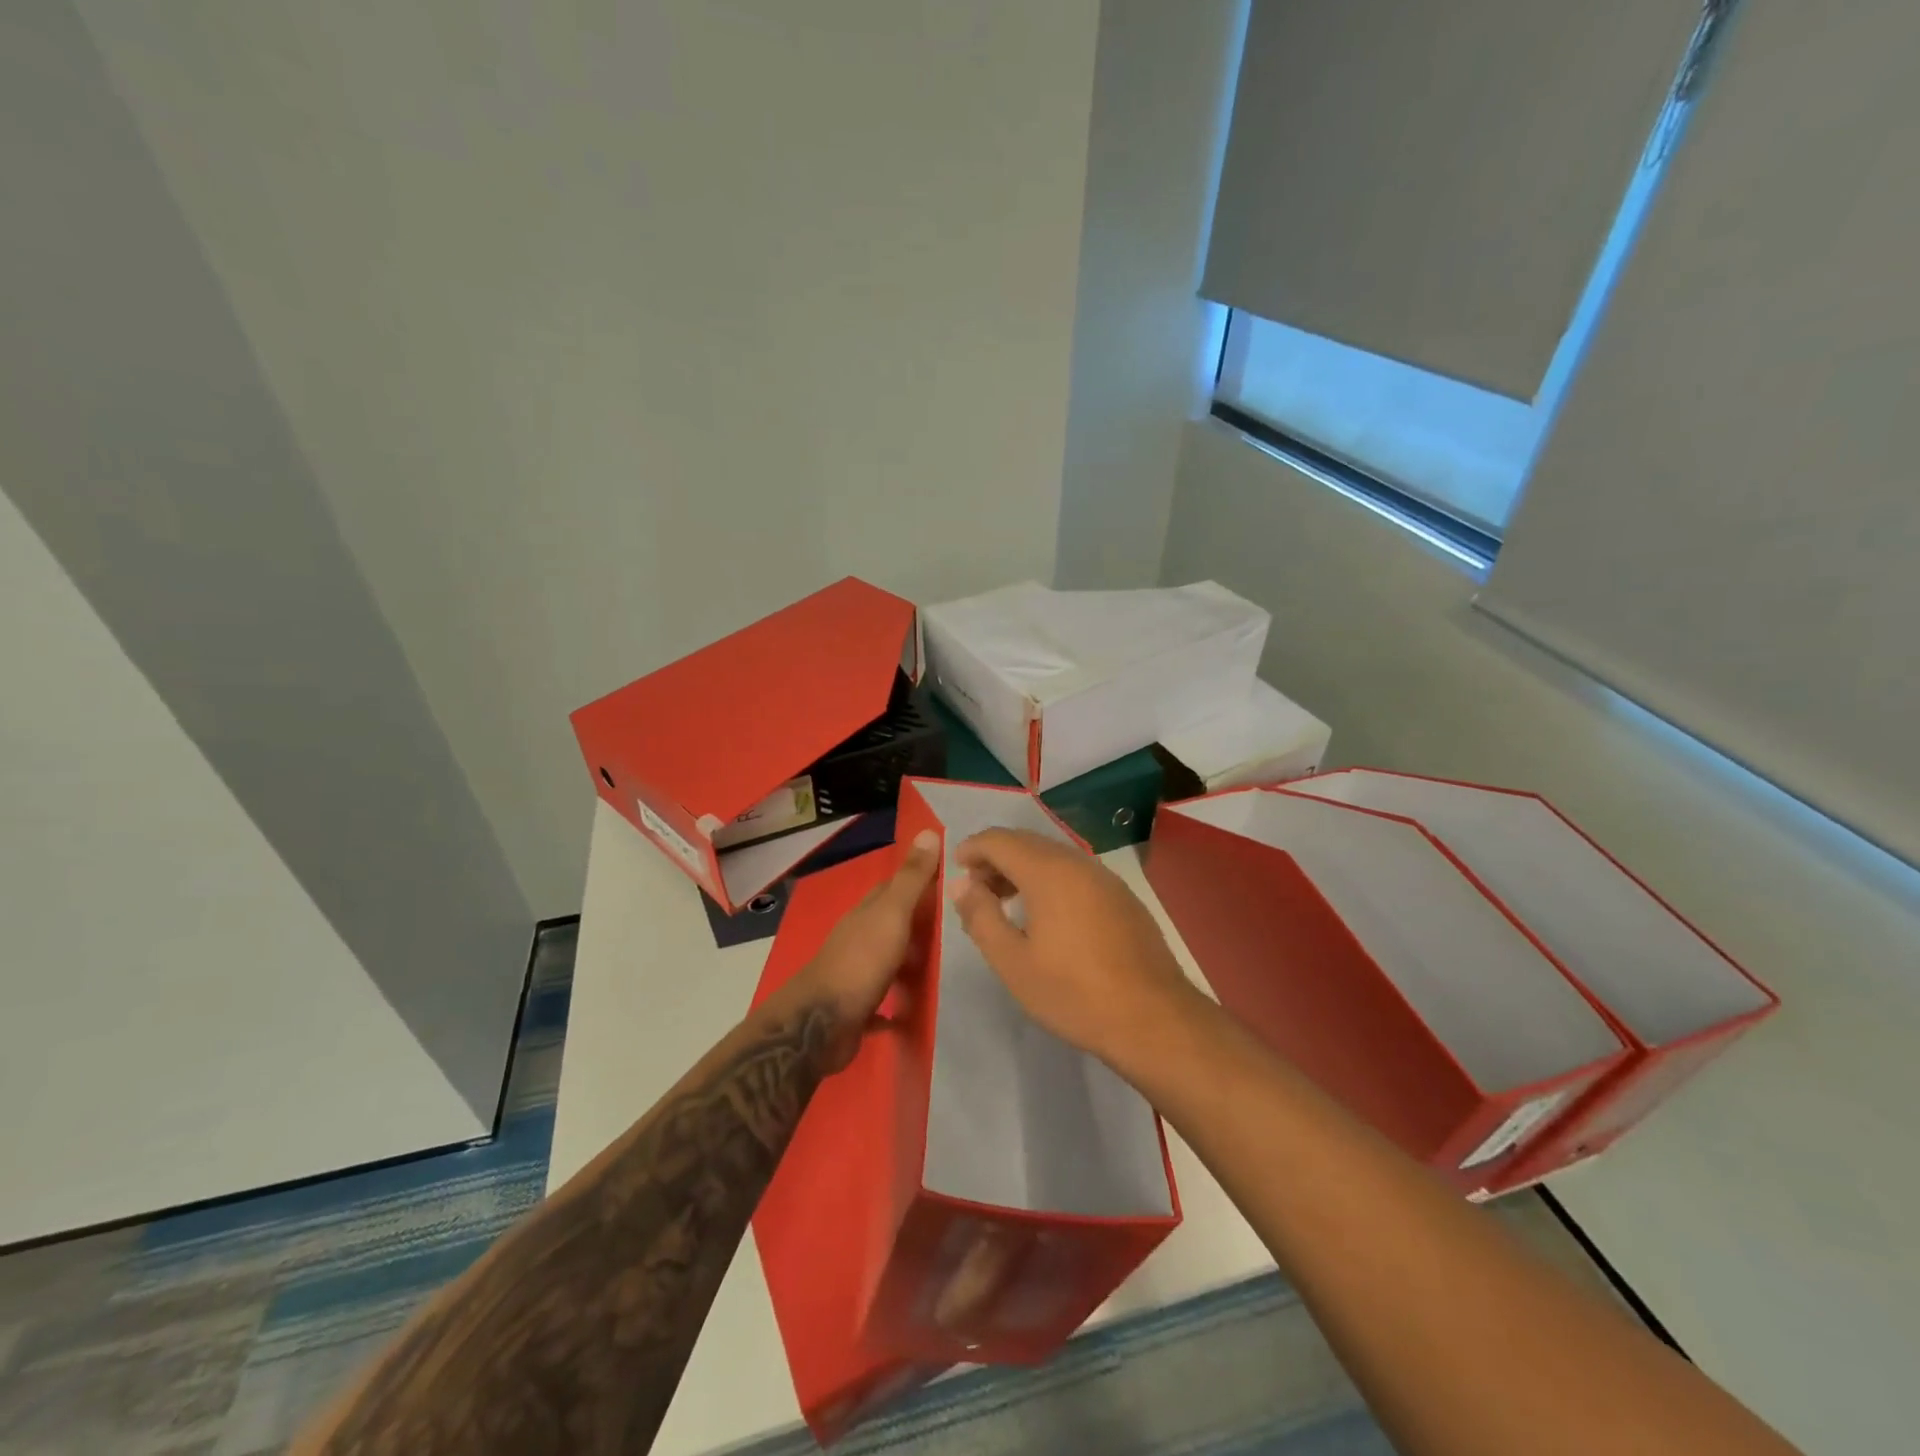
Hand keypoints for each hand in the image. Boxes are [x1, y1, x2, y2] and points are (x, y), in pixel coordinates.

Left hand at [772, 828, 940, 1071]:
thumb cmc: (861, 962)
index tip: (950, 883)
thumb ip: (911, 878)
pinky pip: (884, 1005)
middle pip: (892, 926)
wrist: (821, 1025)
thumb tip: (928, 830)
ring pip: (889, 963)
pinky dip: (898, 1006)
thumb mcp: (892, 914)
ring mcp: (855, 975)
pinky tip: (917, 1013)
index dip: (918, 883)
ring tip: (946, 971)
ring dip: (911, 965)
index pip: (893, 889)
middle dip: (920, 927)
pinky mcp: (856, 1010)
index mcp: (866, 914)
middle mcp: (859, 940)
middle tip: (959, 932)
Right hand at [951, 828, 1200, 1066]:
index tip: (956, 866)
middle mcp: (1077, 863)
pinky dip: (1050, 879)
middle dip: (996, 856)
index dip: (973, 848)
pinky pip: (1076, 873)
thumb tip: (961, 885)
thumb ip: (981, 917)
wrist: (1152, 1017)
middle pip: (1027, 842)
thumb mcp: (1013, 962)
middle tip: (976, 885)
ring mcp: (1105, 878)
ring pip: (1054, 856)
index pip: (1000, 840)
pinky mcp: (1123, 897)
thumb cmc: (1073, 992)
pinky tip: (1047, 913)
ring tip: (1005, 900)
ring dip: (1024, 868)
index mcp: (1048, 871)